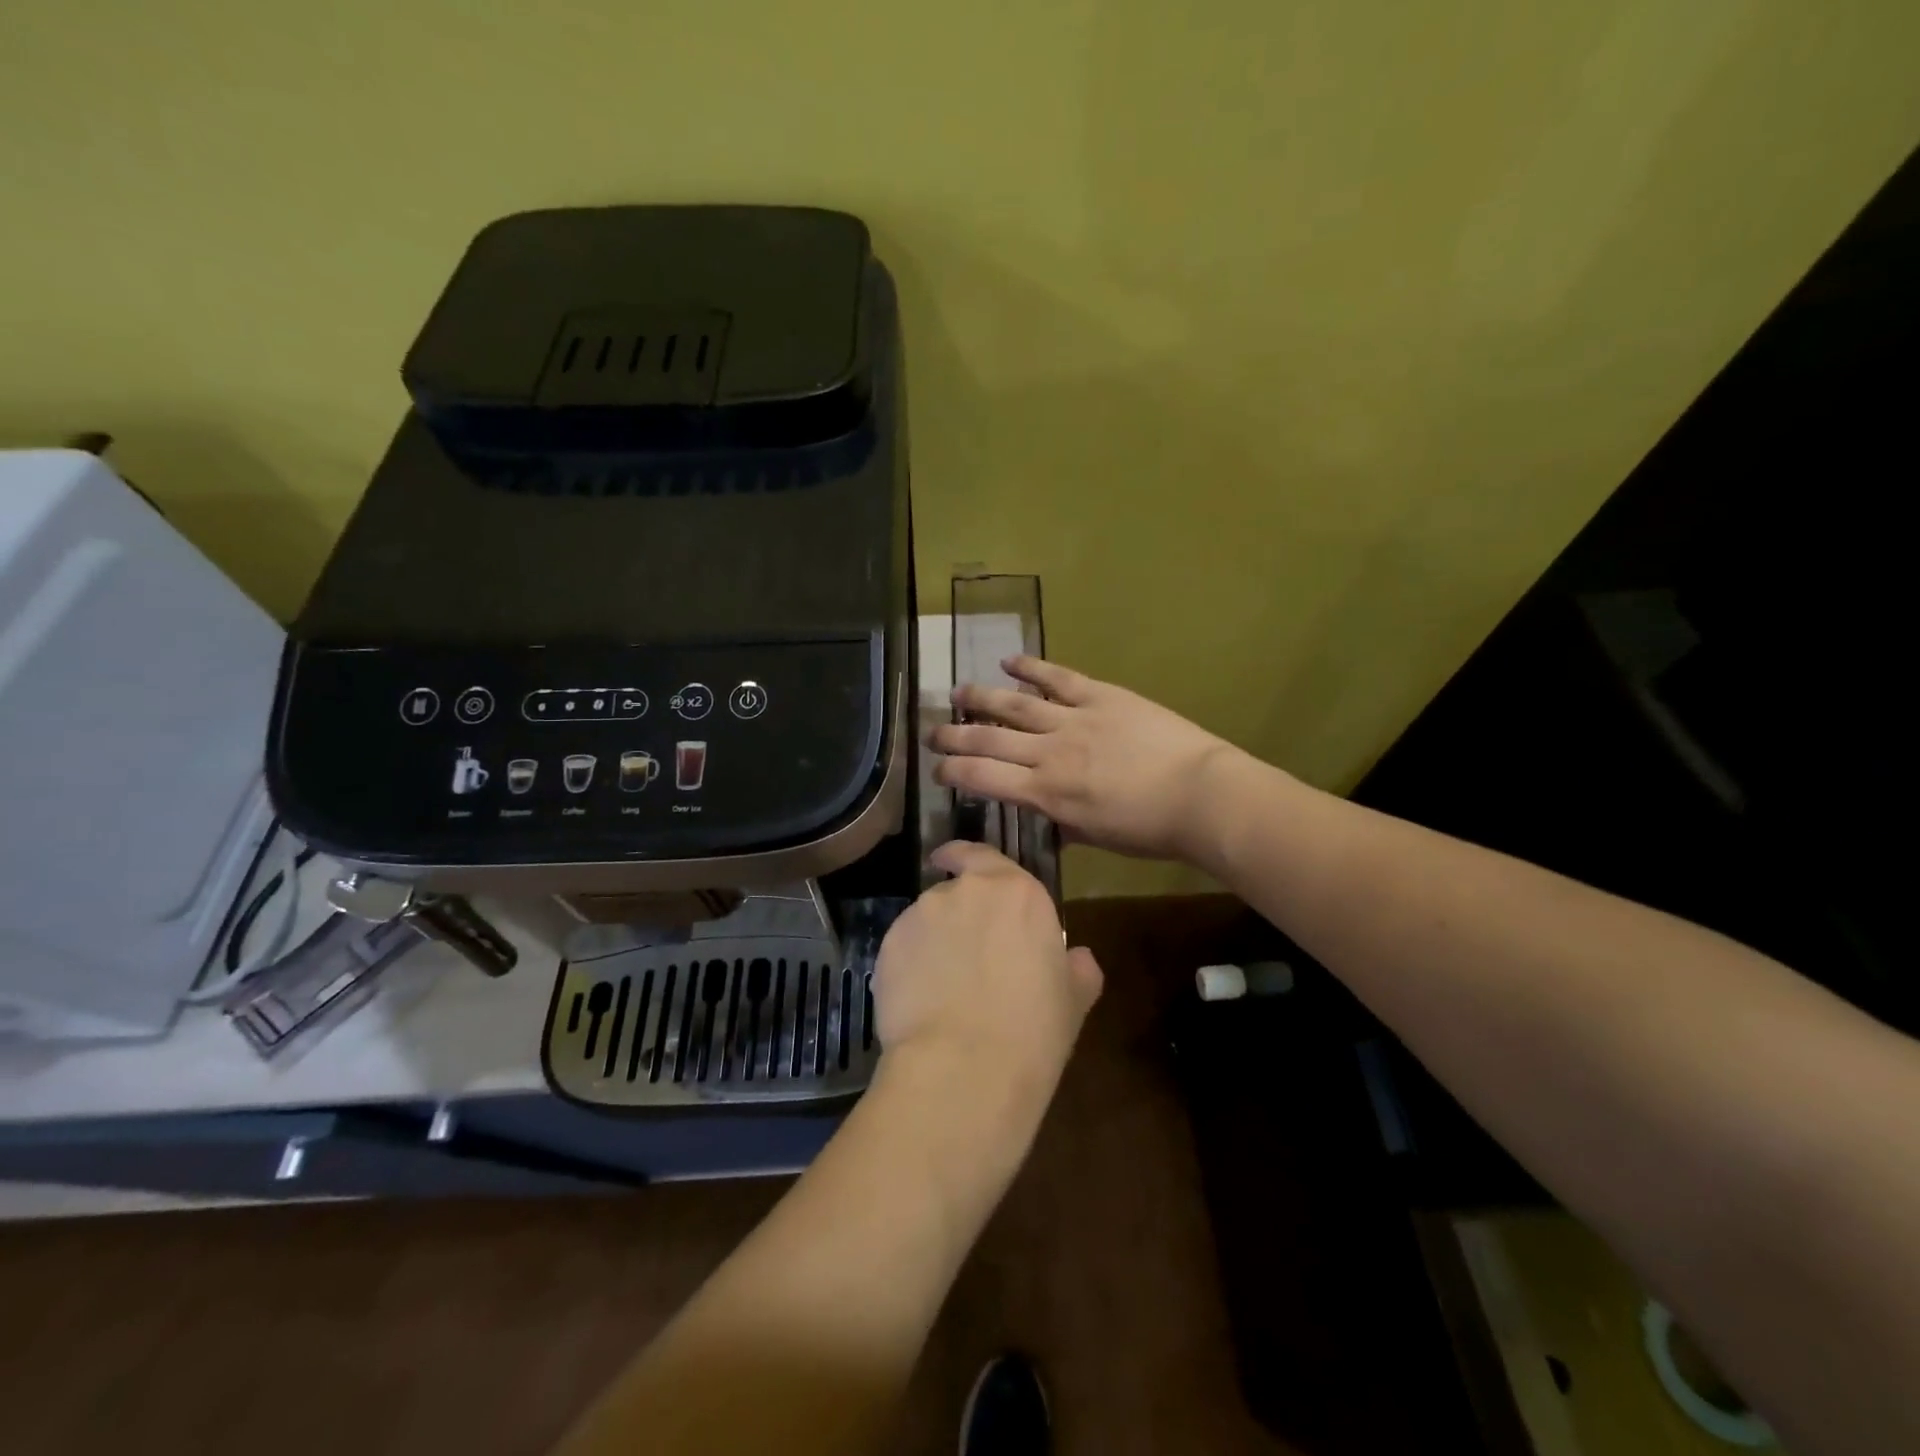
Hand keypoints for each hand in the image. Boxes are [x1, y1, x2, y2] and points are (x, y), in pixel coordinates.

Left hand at [873, 841, 1102, 1108]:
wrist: (963, 1068)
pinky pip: (902, 947)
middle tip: (969, 955)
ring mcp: (922, 915)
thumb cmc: (1032, 1031)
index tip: (953, 861)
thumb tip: (1078, 958)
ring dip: (934, 940)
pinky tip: (921, 1001)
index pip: (983, 855)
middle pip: (956, 891)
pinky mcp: (888, 945)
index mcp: (1017, 893)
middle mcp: (965, 891)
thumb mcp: (1073, 1000)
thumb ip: (1077, 968)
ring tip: (943, 985)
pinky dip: (910, 964)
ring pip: (927, 919)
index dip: (966, 858)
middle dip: (959, 915)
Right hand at [931, 657, 1239, 861]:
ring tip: (957, 693)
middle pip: (988, 740)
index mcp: (1046, 794)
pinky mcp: (1100, 696)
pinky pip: (1058, 678)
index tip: (937, 770)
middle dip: (954, 737)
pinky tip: (1009, 661)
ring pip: (1015, 705)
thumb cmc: (1150, 829)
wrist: (1201, 795)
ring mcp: (1073, 720)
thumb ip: (1062, 823)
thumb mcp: (1096, 837)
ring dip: (981, 698)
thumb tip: (1045, 816)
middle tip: (932, 733)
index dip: (953, 772)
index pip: (983, 779)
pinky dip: (1031, 667)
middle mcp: (1049, 754)